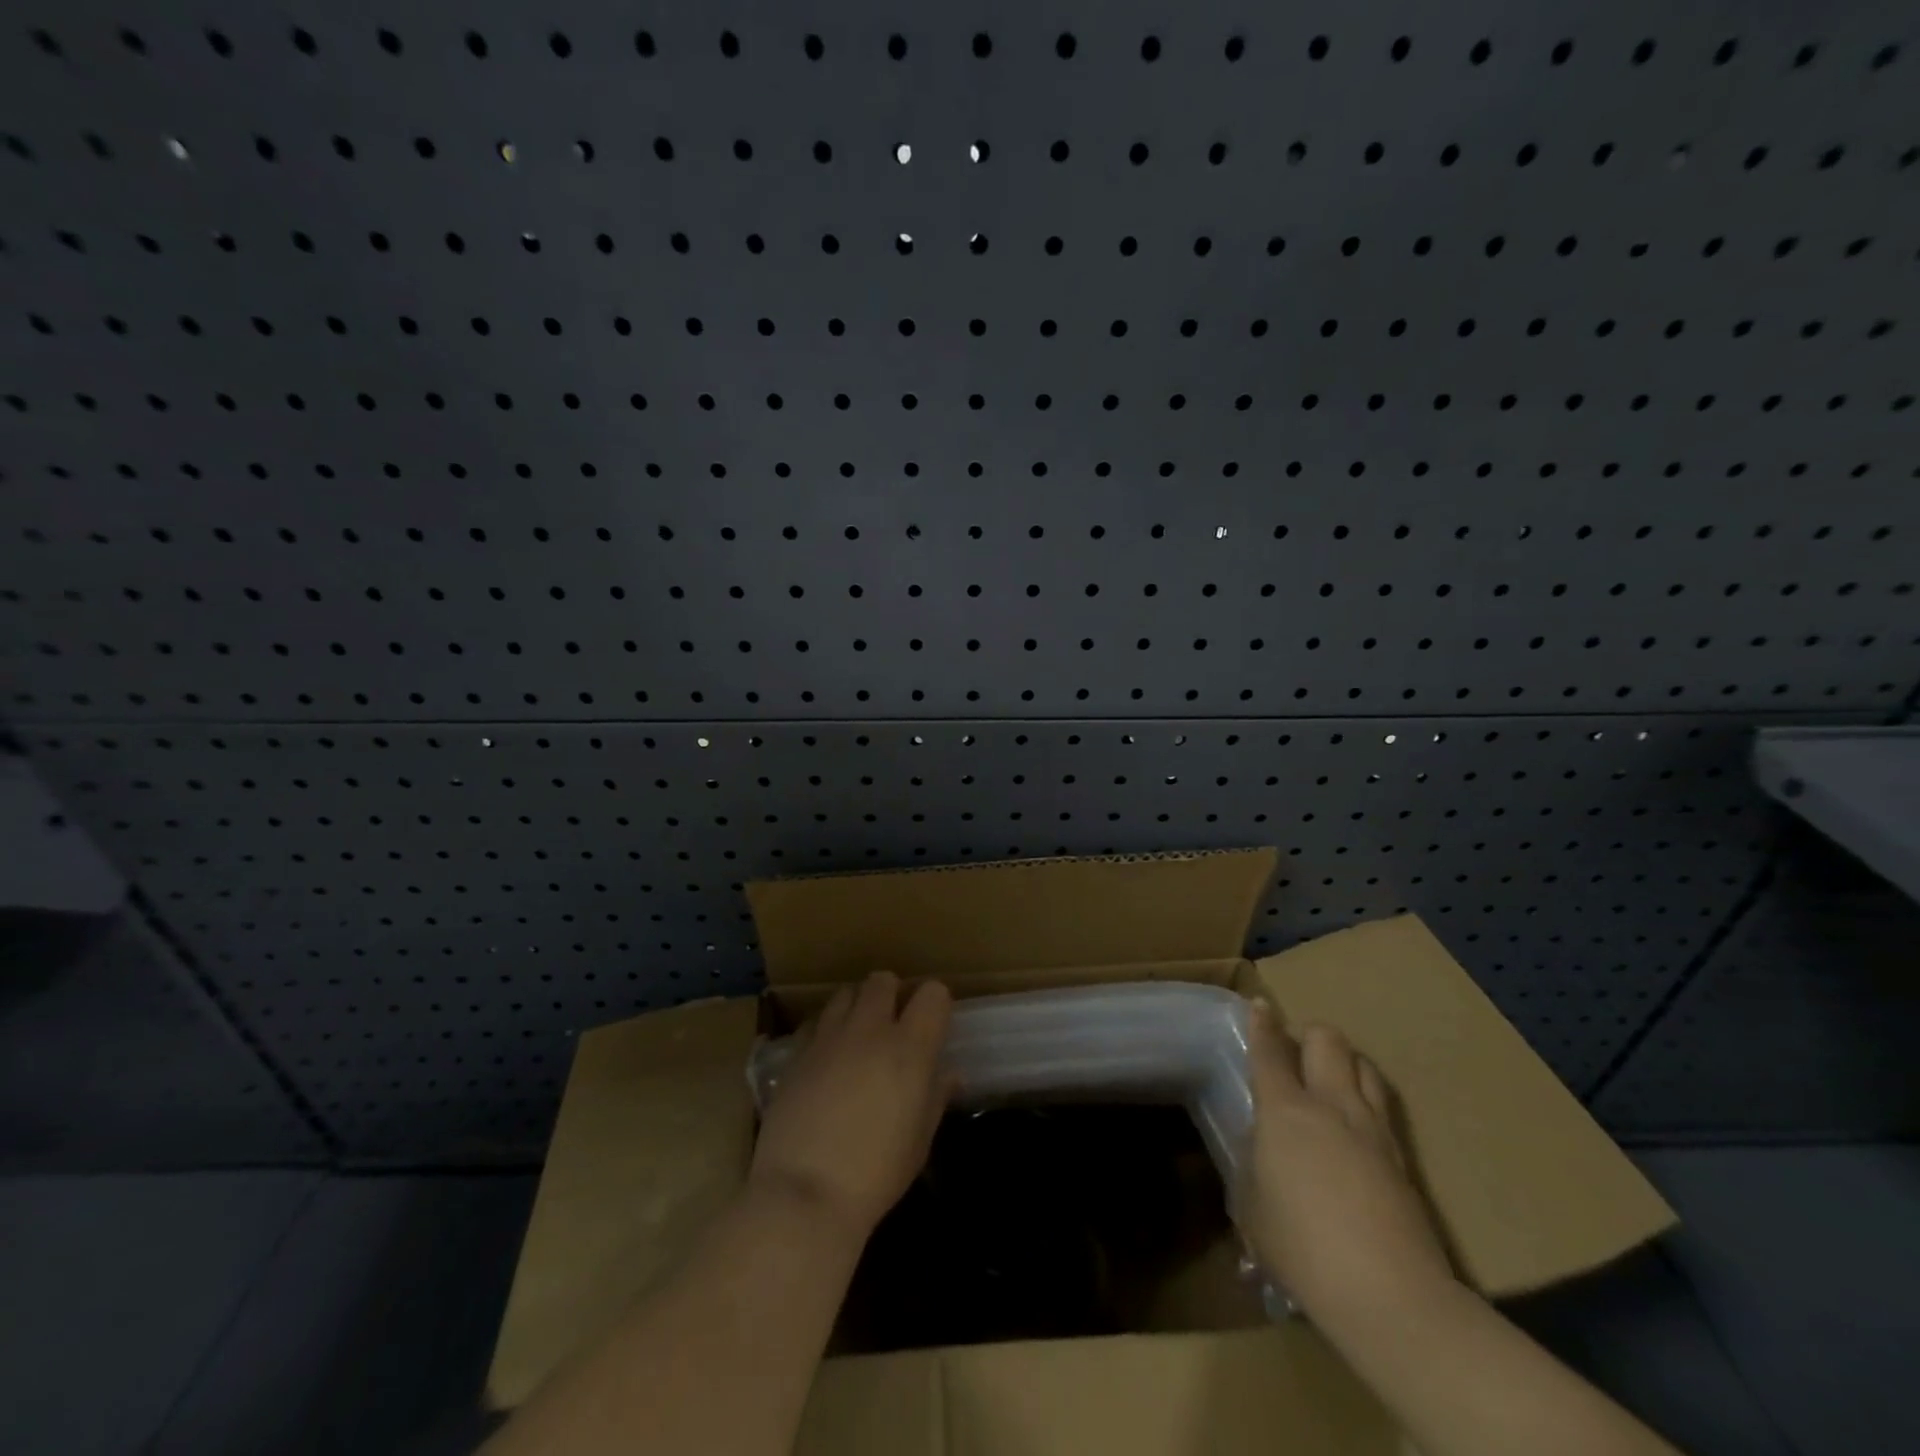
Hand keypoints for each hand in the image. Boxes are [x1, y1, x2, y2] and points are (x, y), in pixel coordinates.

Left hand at [749, 972, 952, 1242]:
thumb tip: (949, 1074)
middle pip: (883, 980)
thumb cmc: (875, 1175)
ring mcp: (828, 1037)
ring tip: (858, 1036)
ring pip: (846, 993)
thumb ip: (935, 1097)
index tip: (932, 1025)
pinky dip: (826, 1029)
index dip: (936, 1004)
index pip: (933, 993)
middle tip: (893, 1025)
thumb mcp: (919, 1142)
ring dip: (857, 1006)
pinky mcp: (796, 1052)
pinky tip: (826, 1058)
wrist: (804, 1195)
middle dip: (892, 994)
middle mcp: (870, 1030)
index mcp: (909, 1048)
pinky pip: (816, 1022)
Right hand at [1241, 1003, 1454, 1327]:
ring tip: (1331, 1083)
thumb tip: (1261, 1150)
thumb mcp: (1252, 1206)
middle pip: (1328, 1040)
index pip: (1270, 1051)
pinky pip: (1382, 1106)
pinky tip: (1356, 1127)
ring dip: (1345, 1063)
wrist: (1390, 1295)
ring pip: (1364, 1065)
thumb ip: (1252, 1166)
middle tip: (1296, 1056)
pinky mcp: (1403, 1159)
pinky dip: (1365, 1100)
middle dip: (1310, 1035)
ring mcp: (1374, 1129)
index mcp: (1286, 1110)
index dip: (1262, 1024)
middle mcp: (1332, 1105)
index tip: (1260, 1005)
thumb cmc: (1302, 1247)